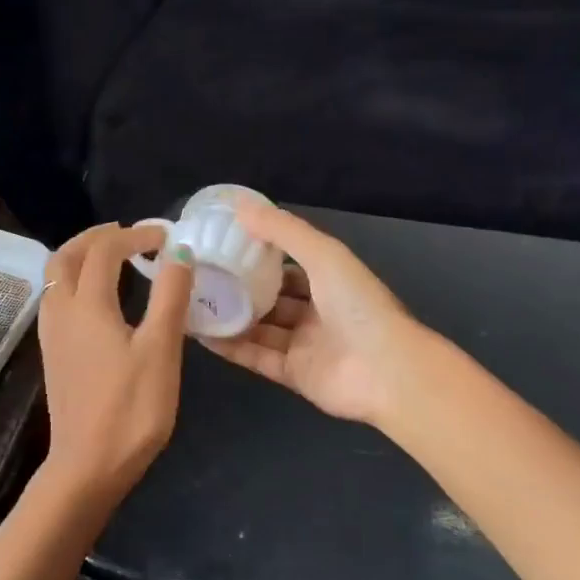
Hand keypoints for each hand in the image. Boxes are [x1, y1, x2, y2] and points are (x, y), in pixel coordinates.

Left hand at [37, 222, 193, 506]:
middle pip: (66, 255)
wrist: (88, 465)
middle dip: (96, 237)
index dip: (135, 235)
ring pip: (55, 276)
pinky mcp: (52, 354)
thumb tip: (179, 251)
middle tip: (130, 235)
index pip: (105, 250)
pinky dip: (74, 280)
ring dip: (80, 256)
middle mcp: (61, 311)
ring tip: (112, 258)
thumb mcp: (161, 350)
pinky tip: (98, 298)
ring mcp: (51, 334)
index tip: (165, 236)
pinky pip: (56, 298)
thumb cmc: (132, 409)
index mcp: (87, 305)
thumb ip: (170, 295)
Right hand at [200, 203, 423, 426]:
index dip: (259, 254)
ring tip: (193, 303)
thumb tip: (239, 205)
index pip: (290, 264)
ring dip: (231, 317)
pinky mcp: (294, 374)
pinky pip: (256, 357)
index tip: (223, 243)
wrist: (386, 372)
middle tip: (201, 275)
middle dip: (240, 287)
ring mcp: (305, 345)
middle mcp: (318, 311)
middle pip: (273, 297)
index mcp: (331, 280)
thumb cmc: (358, 305)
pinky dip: (231, 347)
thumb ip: (282, 230)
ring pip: (260, 328)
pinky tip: (201, 335)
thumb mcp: (323, 254)